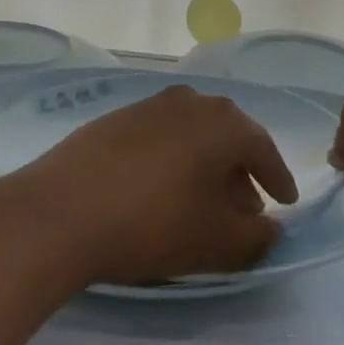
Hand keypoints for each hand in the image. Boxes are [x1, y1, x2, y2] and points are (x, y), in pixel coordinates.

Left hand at [31, 86, 297, 285]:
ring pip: (193, 135)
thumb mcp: (216, 242)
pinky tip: (159, 190)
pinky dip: (172, 160)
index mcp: (223, 123)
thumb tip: (269, 228)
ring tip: (201, 202)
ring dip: (205, 166)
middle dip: (241, 173)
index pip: (264, 149)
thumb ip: (256, 237)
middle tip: (244, 208)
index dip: (278, 180)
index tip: (285, 203)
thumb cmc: (152, 223)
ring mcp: (149, 105)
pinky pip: (160, 137)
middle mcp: (191, 102)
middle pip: (228, 137)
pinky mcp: (114, 119)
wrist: (58, 213)